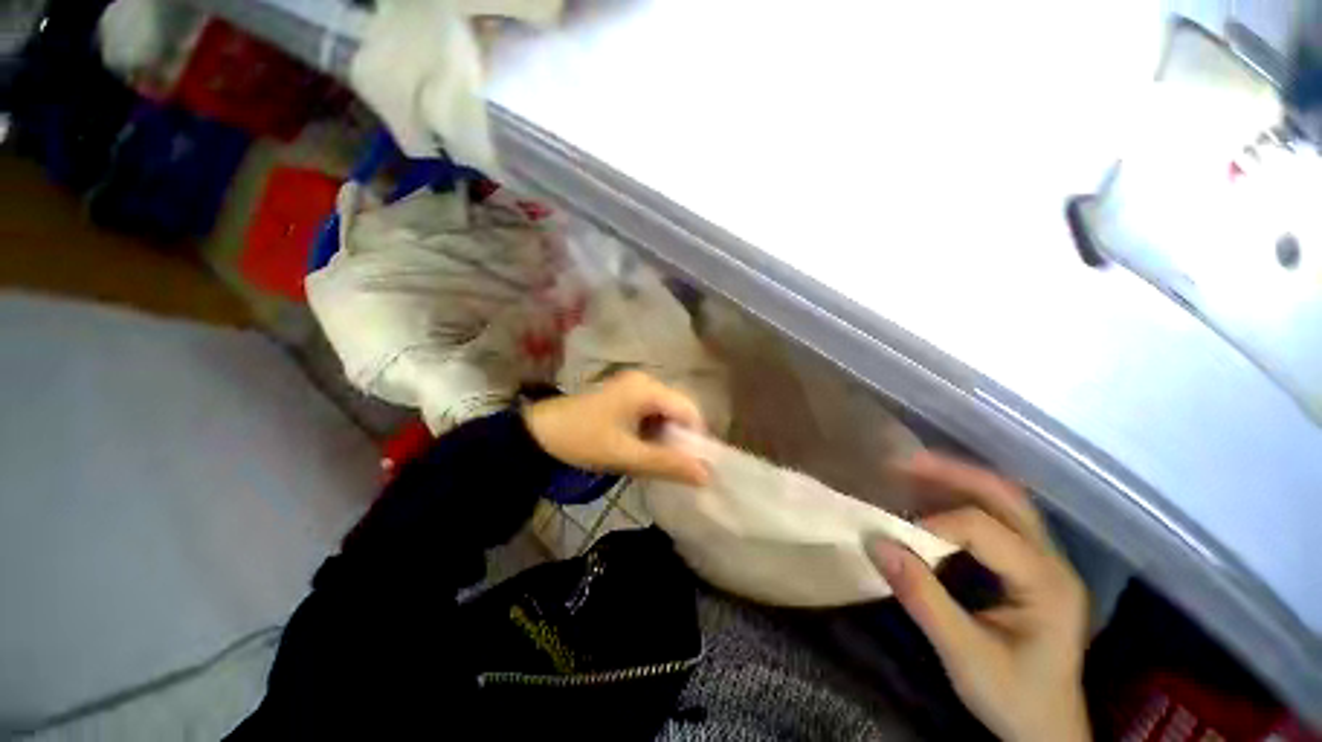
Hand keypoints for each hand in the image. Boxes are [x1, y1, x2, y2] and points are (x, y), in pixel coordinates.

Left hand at [523, 371, 709, 485]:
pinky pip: (651, 411)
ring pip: (666, 411)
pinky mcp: (625, 394)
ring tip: (657, 458)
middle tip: (673, 464)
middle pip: (678, 408)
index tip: (691, 465)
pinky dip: (653, 430)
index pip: (689, 410)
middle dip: (680, 437)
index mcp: (647, 388)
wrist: (537, 434)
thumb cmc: (582, 441)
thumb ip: (667, 464)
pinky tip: (643, 446)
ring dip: (666, 435)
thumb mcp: (626, 456)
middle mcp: (645, 380)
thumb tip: (706, 476)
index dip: (695, 438)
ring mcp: (633, 385)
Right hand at [867, 452, 1090, 741]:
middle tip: (904, 462)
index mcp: (1046, 583)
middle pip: (1006, 497)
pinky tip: (932, 500)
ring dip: (957, 480)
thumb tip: (875, 543)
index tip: (894, 538)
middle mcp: (1052, 561)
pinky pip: (997, 519)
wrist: (1049, 731)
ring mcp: (1044, 561)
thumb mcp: (964, 656)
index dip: (934, 526)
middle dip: (952, 473)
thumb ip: (921, 598)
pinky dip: (961, 501)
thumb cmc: (1013, 699)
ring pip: (1004, 501)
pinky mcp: (1029, 567)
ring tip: (912, 469)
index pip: (985, 530)